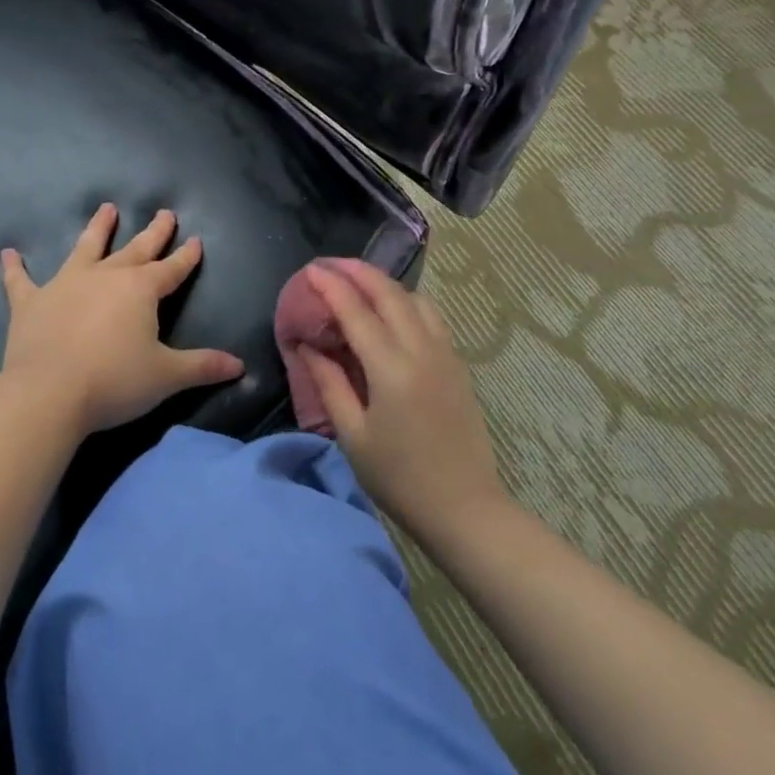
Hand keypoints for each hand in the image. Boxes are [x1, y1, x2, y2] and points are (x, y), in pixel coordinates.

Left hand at [0, 204, 244, 434]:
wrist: (49, 393)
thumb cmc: (114, 382)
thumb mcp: (166, 376)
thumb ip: (203, 366)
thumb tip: (241, 366)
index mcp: (141, 290)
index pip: (171, 269)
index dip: (186, 257)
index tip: (196, 240)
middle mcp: (106, 276)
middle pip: (136, 249)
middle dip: (154, 232)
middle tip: (165, 213)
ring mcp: (66, 284)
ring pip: (86, 248)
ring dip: (97, 228)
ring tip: (106, 208)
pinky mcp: (31, 301)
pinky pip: (21, 280)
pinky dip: (15, 267)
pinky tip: (8, 253)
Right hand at [293, 261, 505, 532]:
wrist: (465, 509)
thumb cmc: (400, 478)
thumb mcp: (353, 435)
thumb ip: (330, 384)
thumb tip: (308, 346)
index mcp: (392, 369)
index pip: (357, 312)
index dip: (332, 287)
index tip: (311, 270)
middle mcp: (422, 351)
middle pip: (390, 294)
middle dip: (359, 272)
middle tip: (331, 265)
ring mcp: (446, 355)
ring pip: (416, 300)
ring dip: (385, 284)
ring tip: (359, 283)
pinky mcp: (457, 365)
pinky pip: (431, 317)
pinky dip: (406, 301)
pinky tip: (391, 312)